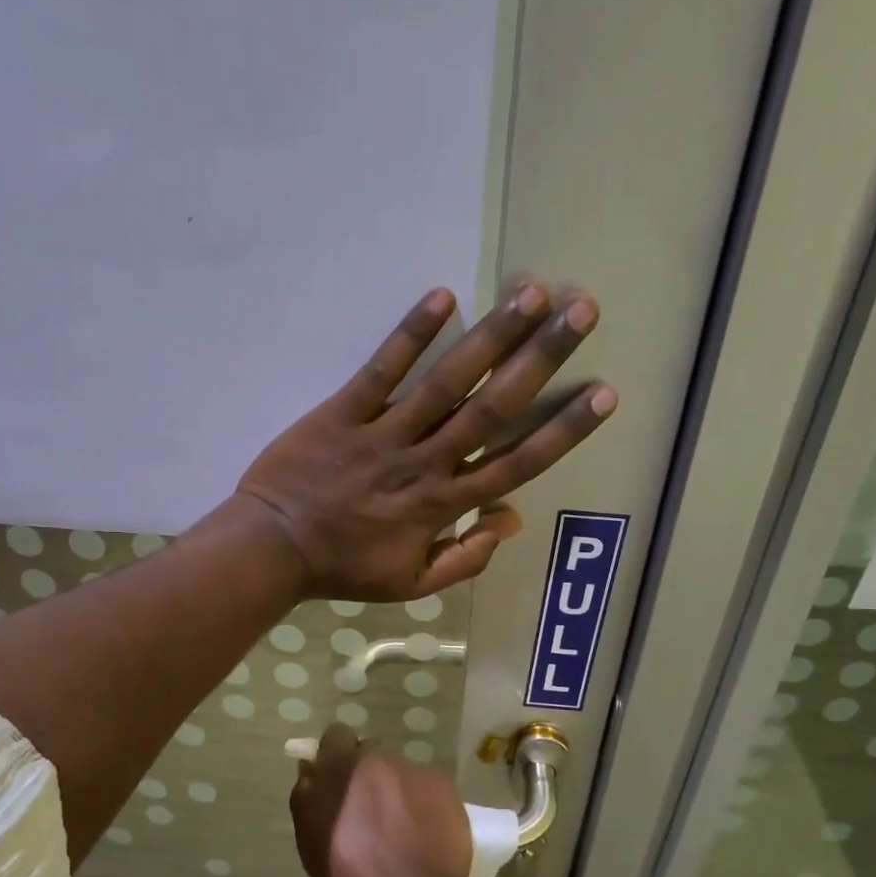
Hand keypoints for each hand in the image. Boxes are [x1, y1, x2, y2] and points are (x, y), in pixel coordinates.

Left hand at [237, 279, 615, 600]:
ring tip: (532, 292)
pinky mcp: (342, 413)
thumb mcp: (411, 584)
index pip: (516, 464)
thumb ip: (464, 559)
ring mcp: (383, 435)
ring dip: (492, 336)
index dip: (562, 430)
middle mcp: (424, 463)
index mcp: (443, 505)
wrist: (272, 550)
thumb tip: (511, 521)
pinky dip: (410, 336)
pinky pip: (380, 371)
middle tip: (582, 312)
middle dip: (541, 361)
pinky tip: (444, 296)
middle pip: (493, 409)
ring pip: (446, 383)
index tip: (603, 394)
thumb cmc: (343, 567)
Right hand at [289, 726, 474, 876]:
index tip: (337, 782)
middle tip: (368, 813)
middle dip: (368, 777)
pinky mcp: (446, 788)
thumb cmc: (349, 876)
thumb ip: (308, 795)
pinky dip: (425, 806)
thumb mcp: (310, 839)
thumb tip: (310, 769)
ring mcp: (417, 771)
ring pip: (402, 774)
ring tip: (402, 832)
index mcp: (342, 765)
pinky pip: (429, 790)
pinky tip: (425, 837)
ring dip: (398, 792)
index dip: (336, 756)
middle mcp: (381, 758)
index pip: (336, 736)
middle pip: (371, 756)